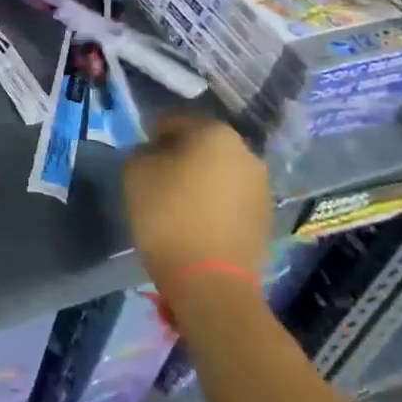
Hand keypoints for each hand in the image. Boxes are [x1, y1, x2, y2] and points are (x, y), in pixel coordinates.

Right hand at [123, 112, 271, 294]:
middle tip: (158, 177)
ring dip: (201, 180)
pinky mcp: (266, 220)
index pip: (176, 120)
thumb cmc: (167, 214)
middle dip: (181, 156)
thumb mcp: (135, 172)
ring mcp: (262, 188)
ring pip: (221, 172)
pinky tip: (196, 222)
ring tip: (178, 202)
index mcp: (215, 133)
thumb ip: (142, 151)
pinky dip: (215, 204)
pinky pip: (232, 200)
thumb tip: (154, 154)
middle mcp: (246, 153)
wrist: (209, 280)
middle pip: (203, 145)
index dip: (153, 135)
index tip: (141, 155)